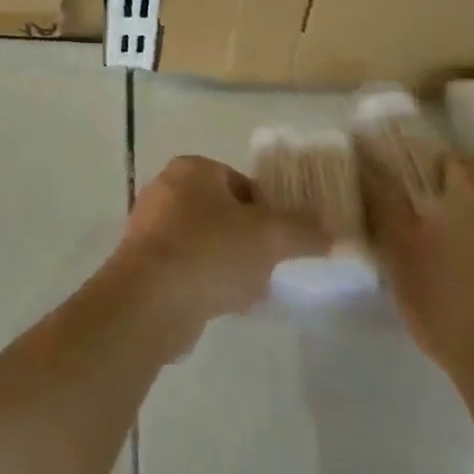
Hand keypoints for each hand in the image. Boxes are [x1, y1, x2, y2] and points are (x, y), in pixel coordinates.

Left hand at [110, 155, 329, 353]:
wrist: (150, 299)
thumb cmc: (211, 251)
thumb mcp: (269, 236)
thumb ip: (303, 229)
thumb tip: (331, 228)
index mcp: (192, 169)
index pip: (241, 182)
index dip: (268, 210)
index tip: (282, 240)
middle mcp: (165, 189)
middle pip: (222, 213)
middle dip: (248, 241)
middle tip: (268, 266)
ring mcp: (149, 227)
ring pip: (205, 242)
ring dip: (229, 264)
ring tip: (249, 290)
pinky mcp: (142, 263)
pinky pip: (186, 267)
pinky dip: (206, 281)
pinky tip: (223, 305)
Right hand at [358, 149, 473, 384]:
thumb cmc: (444, 301)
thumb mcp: (398, 253)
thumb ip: (385, 207)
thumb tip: (373, 170)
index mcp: (469, 196)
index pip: (452, 164)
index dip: (432, 171)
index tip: (414, 188)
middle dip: (459, 207)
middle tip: (433, 230)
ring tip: (463, 266)